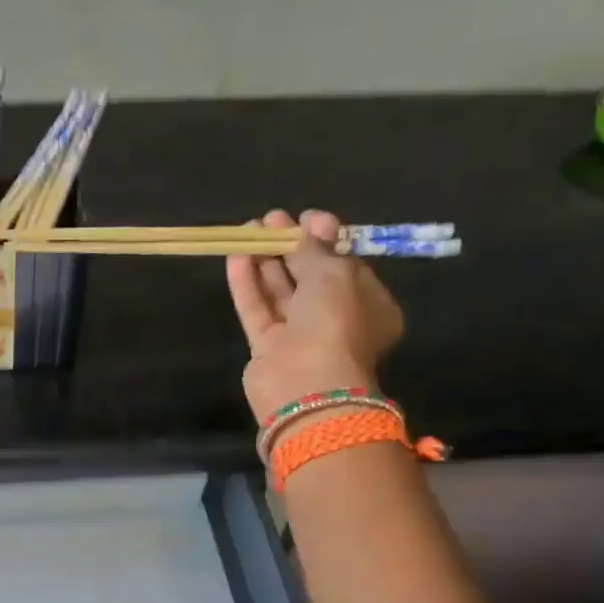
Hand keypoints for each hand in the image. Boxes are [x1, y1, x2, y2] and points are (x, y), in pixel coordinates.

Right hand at [226, 209, 403, 421]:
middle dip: (290, 246)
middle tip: (271, 219)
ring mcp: (299, 336)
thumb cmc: (335, 323)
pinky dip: (247, 283)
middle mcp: (335, 320)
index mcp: (368, 305)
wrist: (307, 385)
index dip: (326, 238)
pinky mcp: (266, 348)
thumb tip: (304, 229)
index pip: (345, 264)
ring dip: (265, 260)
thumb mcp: (334, 274)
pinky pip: (257, 309)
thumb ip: (314, 249)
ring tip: (248, 229)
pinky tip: (236, 255)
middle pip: (309, 276)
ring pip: (280, 292)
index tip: (308, 216)